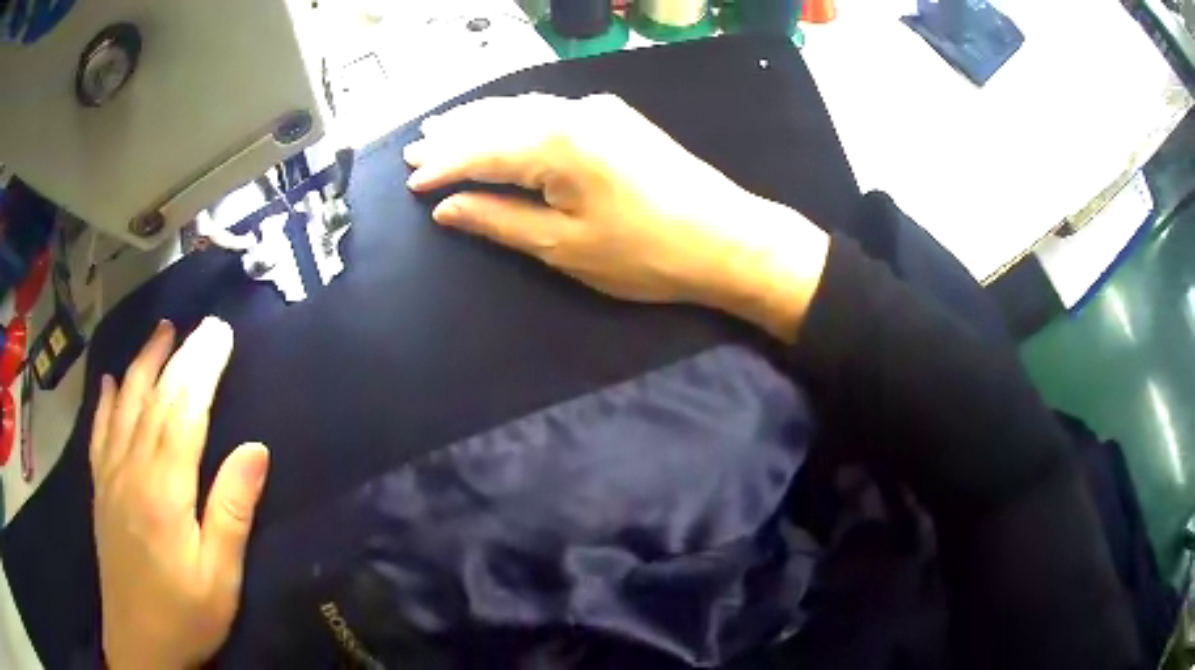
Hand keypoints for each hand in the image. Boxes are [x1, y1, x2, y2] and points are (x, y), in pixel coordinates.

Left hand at [91, 318, 268, 669]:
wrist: (139, 644)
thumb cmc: (186, 615)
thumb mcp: (221, 577)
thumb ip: (232, 511)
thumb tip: (256, 449)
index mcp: (164, 490)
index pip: (184, 412)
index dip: (202, 368)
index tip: (221, 334)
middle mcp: (132, 469)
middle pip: (154, 398)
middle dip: (179, 355)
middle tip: (201, 325)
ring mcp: (110, 476)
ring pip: (124, 404)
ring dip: (142, 363)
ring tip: (161, 332)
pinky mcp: (100, 489)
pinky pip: (99, 431)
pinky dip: (105, 400)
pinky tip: (110, 380)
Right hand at [404, 93, 829, 341]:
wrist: (729, 238)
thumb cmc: (646, 252)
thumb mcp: (564, 247)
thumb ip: (499, 220)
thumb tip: (448, 208)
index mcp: (555, 142)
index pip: (480, 149)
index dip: (442, 165)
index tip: (411, 180)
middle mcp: (573, 112)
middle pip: (498, 119)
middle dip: (455, 134)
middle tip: (417, 147)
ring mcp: (599, 110)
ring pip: (523, 109)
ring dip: (483, 121)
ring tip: (445, 130)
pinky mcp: (616, 118)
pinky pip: (549, 111)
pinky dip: (516, 119)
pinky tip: (502, 125)